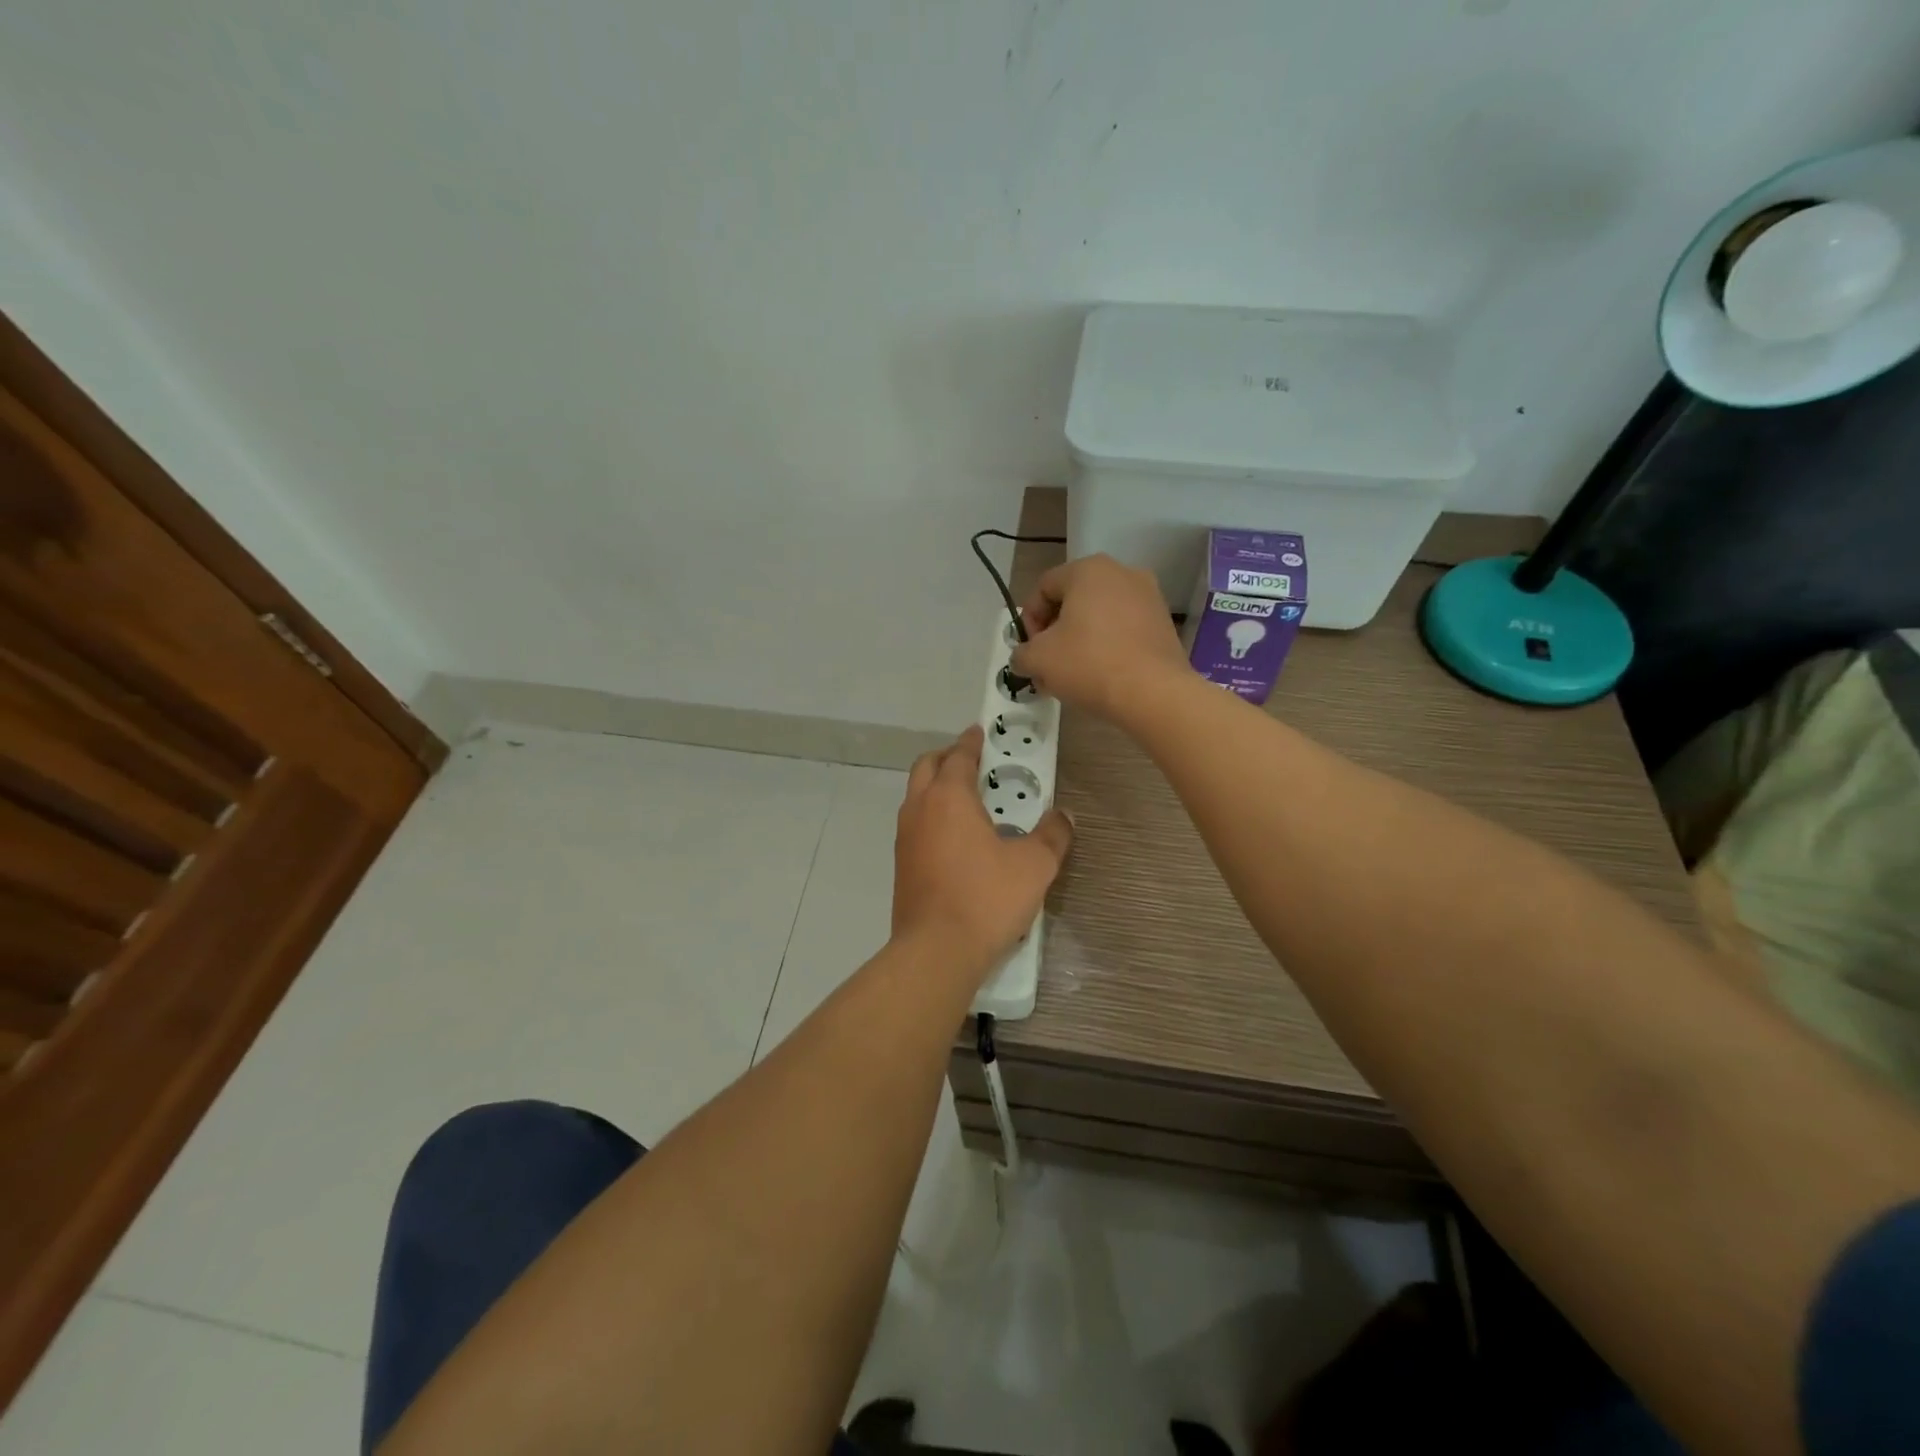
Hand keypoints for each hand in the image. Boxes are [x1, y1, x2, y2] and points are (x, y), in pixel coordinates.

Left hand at [892, 725, 1071, 977]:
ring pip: (916, 796)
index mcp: (949, 797)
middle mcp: (920, 809)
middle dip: (947, 758)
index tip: (980, 733)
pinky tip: (956, 838)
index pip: (958, 755)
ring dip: (936, 787)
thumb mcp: (1034, 865)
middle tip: (973, 762)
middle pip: (927, 767)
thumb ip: (1053, 835)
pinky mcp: (901, 864)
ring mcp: (905, 838)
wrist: (937, 951)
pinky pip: (915, 824)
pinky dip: (931, 816)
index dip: (972, 742)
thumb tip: (1065, 816)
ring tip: (968, 800)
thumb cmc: (986, 898)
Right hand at [1009, 555, 1189, 721]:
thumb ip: (1021, 653)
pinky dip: (1106, 646)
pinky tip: (1100, 675)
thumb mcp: (1038, 659)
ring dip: (1079, 641)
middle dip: (1054, 633)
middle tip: (1047, 665)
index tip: (1030, 651)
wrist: (1154, 693)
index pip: (1043, 588)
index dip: (1028, 620)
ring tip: (1072, 675)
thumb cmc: (1089, 664)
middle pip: (1072, 601)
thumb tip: (1024, 657)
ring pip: (1098, 616)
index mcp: (1088, 569)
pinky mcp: (1163, 623)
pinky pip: (1123, 629)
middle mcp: (1121, 572)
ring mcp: (1148, 596)